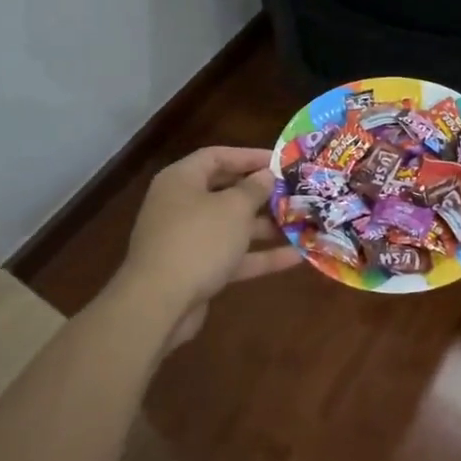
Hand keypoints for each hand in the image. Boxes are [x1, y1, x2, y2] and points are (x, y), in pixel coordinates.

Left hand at [118, 147, 300, 329]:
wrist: (159, 304)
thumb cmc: (198, 241)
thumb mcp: (233, 208)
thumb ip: (254, 189)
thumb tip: (265, 176)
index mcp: (181, 180)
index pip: (217, 156)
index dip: (249, 156)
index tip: (281, 162)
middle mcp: (181, 205)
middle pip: (225, 191)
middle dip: (261, 194)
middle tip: (293, 192)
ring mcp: (187, 240)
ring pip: (231, 226)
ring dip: (265, 226)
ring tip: (301, 223)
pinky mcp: (196, 270)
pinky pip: (231, 256)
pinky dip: (259, 256)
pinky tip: (296, 257)